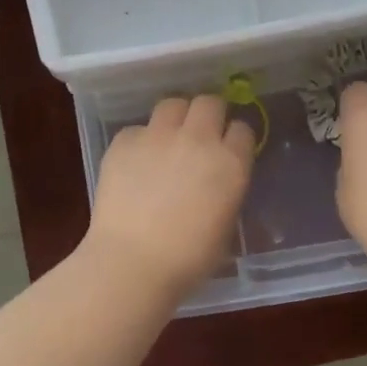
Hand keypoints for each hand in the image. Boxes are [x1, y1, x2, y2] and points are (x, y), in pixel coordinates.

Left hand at [84, 95, 254, 296]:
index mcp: (230, 163)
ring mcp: (158, 136)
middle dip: (209, 114)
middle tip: (201, 134)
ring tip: (168, 139)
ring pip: (173, 104)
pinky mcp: (124, 141)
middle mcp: (197, 139)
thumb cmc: (189, 259)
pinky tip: (135, 164)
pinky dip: (140, 142)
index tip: (229, 148)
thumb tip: (216, 181)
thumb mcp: (225, 225)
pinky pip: (137, 129)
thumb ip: (225, 191)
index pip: (242, 129)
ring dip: (176, 117)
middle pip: (209, 103)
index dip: (235, 138)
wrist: (132, 262)